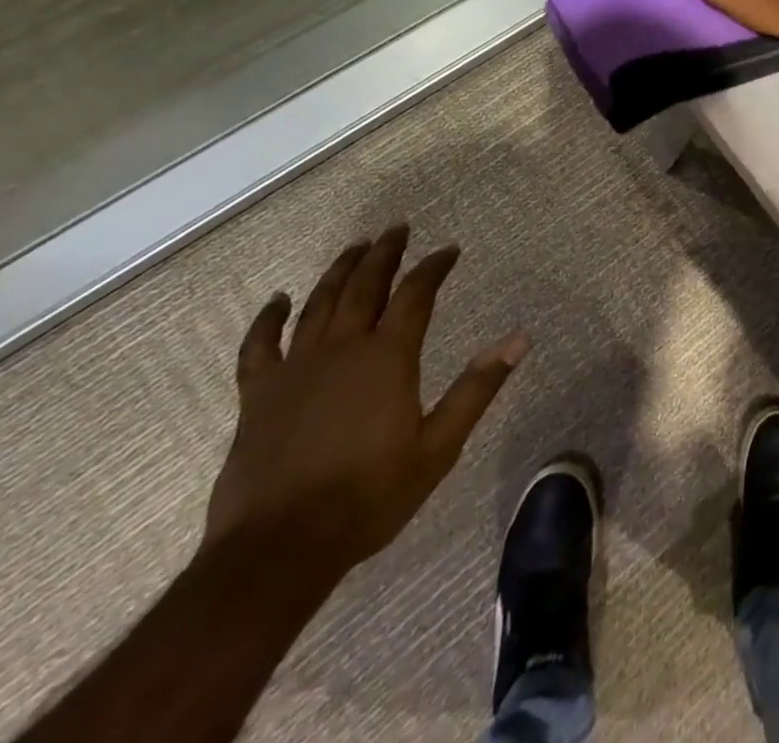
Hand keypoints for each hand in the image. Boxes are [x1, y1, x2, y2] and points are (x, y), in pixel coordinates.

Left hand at [202, 226, 527, 573]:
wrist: (278, 550)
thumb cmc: (368, 497)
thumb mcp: (438, 446)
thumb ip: (477, 388)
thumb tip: (519, 338)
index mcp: (388, 357)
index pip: (416, 294)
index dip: (434, 267)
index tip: (449, 250)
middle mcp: (343, 349)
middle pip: (365, 286)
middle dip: (384, 253)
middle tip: (397, 227)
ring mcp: (295, 369)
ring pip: (319, 304)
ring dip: (339, 270)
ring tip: (355, 247)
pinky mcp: (258, 395)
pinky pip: (260, 346)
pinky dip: (268, 319)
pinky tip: (278, 300)